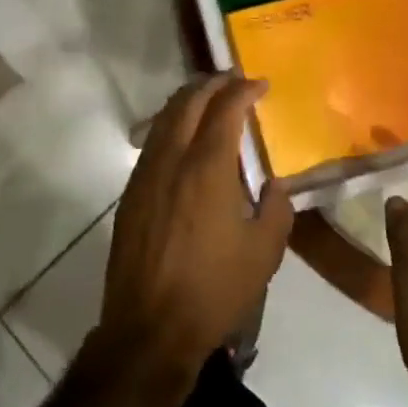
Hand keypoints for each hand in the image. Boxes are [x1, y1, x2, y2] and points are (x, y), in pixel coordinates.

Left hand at [99, 75, 292, 384]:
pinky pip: (153, 141)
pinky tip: (184, 138)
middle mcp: (172, 159)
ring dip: (188, 100)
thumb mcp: (263, 254)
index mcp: (207, 168)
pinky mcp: (131, 192)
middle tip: (233, 80)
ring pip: (165, 118)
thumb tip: (274, 185)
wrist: (150, 326)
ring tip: (209, 99)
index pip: (225, 110)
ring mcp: (146, 173)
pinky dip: (171, 124)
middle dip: (211, 84)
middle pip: (188, 102)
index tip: (259, 84)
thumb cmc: (213, 290)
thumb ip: (276, 210)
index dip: (242, 90)